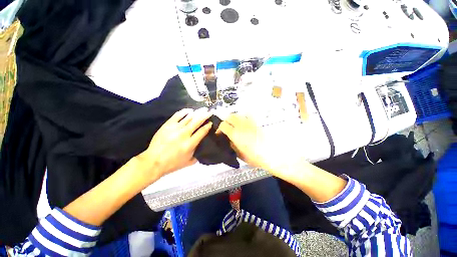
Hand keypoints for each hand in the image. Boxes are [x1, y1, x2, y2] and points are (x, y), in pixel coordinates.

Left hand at [137, 108, 212, 180]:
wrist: (153, 162)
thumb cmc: (173, 163)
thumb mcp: (189, 162)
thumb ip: (198, 154)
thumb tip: (203, 146)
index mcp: (190, 144)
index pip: (202, 131)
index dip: (208, 126)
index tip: (211, 122)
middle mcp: (184, 134)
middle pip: (197, 122)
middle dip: (205, 116)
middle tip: (210, 111)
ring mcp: (175, 128)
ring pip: (189, 117)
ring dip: (197, 112)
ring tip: (203, 109)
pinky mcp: (167, 125)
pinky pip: (177, 115)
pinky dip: (185, 111)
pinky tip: (190, 110)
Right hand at [218, 114, 278, 172]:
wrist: (271, 154)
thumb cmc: (254, 157)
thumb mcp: (239, 154)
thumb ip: (232, 145)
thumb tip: (229, 140)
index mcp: (235, 134)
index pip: (223, 125)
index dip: (219, 128)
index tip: (220, 134)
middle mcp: (240, 125)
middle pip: (229, 116)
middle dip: (226, 121)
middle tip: (226, 128)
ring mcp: (249, 123)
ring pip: (237, 114)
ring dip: (233, 118)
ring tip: (234, 125)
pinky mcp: (255, 122)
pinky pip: (247, 115)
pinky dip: (242, 117)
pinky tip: (243, 123)